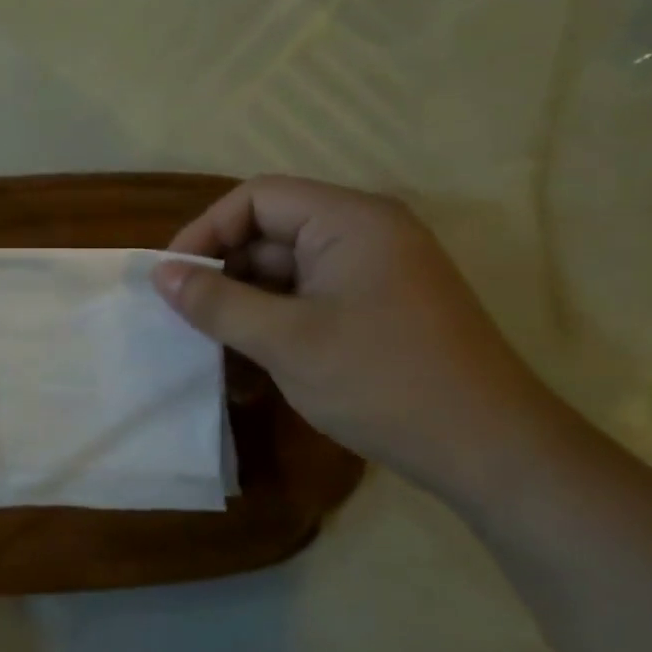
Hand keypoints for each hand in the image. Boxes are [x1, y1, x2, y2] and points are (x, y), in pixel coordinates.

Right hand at [154, 176, 570, 495]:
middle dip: (224, 274)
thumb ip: (216, 302)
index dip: (206, 232)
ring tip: (213, 351)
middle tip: (186, 318)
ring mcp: (375, 273)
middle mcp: (365, 233)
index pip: (257, 198)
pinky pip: (310, 301)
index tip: (172, 278)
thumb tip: (160, 274)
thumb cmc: (383, 381)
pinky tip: (252, 370)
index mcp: (350, 220)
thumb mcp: (285, 341)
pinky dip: (276, 326)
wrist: (492, 452)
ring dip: (246, 307)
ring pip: (286, 273)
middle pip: (271, 234)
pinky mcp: (378, 308)